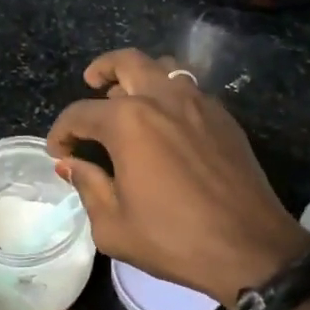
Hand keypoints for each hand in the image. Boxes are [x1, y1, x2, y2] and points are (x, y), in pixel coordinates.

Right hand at [47, 49, 309, 309]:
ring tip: (129, 99)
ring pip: (163, 67)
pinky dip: (169, 94)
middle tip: (92, 83)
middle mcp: (163, 98)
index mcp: (129, 122)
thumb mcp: (114, 226)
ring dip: (140, 76)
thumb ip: (87, 186)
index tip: (59, 152)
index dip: (61, 132)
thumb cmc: (175, 239)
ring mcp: (199, 103)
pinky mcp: (224, 117)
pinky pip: (190, 89)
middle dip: (102, 69)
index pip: (80, 113)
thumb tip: (72, 164)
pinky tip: (166, 124)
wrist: (251, 248)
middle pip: (127, 62)